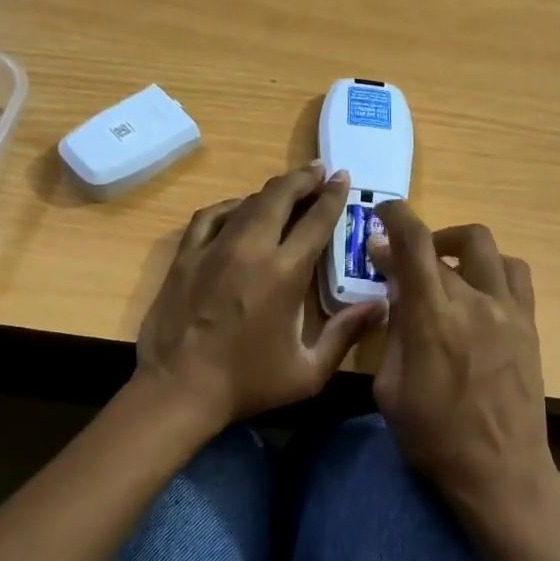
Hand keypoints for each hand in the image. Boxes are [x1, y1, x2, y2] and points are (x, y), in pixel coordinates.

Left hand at [136, 162, 382, 429]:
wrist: (178, 389)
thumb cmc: (247, 383)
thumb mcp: (308, 371)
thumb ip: (345, 334)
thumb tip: (381, 306)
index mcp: (284, 273)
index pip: (315, 220)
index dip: (333, 196)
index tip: (342, 179)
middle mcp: (249, 249)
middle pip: (279, 197)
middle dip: (303, 179)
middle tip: (318, 172)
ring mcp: (212, 248)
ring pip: (246, 202)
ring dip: (270, 191)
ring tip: (286, 190)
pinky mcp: (185, 256)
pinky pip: (210, 216)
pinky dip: (229, 206)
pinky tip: (238, 209)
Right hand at [370, 202, 555, 522]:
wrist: (499, 469)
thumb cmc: (432, 436)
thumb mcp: (389, 387)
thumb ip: (392, 333)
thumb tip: (396, 295)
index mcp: (432, 317)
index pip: (414, 244)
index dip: (396, 217)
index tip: (382, 212)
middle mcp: (474, 300)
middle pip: (444, 244)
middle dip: (415, 240)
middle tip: (398, 260)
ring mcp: (508, 310)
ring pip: (486, 248)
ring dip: (457, 246)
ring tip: (442, 266)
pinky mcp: (529, 324)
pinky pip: (515, 274)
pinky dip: (491, 267)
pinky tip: (477, 288)